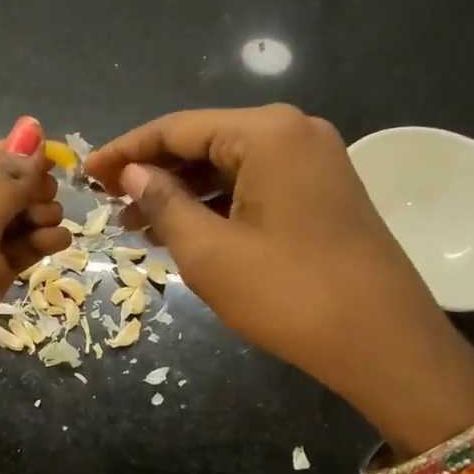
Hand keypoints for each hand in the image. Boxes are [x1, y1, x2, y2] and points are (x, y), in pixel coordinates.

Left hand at [0, 119, 69, 448]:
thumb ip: (3, 179)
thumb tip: (33, 127)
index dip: (4, 152)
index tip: (52, 158)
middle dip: (20, 188)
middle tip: (54, 196)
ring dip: (31, 216)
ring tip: (58, 223)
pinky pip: (5, 255)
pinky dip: (31, 245)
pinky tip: (58, 242)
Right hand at [87, 105, 473, 451]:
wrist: (386, 345)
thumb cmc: (289, 294)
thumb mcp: (209, 251)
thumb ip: (163, 202)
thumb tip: (131, 173)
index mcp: (266, 132)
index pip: (176, 127)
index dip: (125, 150)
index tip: (86, 173)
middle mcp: (294, 132)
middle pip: (203, 141)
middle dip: (153, 173)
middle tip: (108, 204)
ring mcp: (314, 160)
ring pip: (228, 165)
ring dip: (181, 191)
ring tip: (136, 224)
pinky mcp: (322, 190)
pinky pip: (254, 184)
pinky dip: (215, 203)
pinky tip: (183, 229)